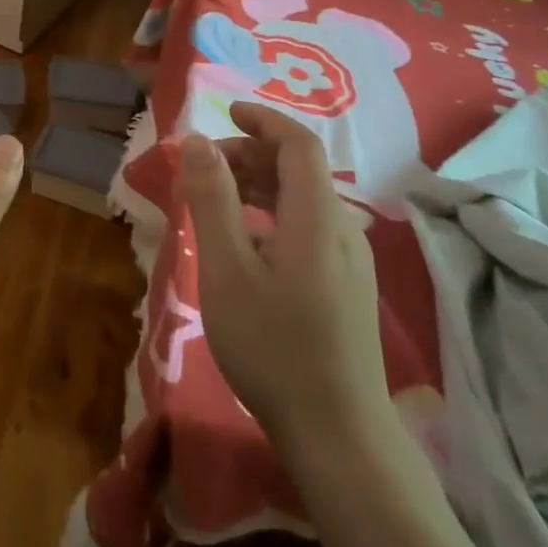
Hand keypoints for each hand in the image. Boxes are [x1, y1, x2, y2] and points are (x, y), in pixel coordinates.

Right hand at [180, 102, 389, 456]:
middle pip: (300, 170)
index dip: (263, 120)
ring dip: (259, 186)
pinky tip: (246, 245)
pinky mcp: (348, 288)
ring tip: (215, 201)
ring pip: (303, 201)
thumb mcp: (227, 267)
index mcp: (317, 215)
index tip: (226, 112)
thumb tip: (196, 140)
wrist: (339, 434)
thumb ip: (212, 198)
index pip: (298, 144)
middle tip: (203, 167)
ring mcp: (351, 261)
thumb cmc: (273, 345)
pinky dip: (272, 216)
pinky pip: (308, 228)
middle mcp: (343, 228)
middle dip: (251, 154)